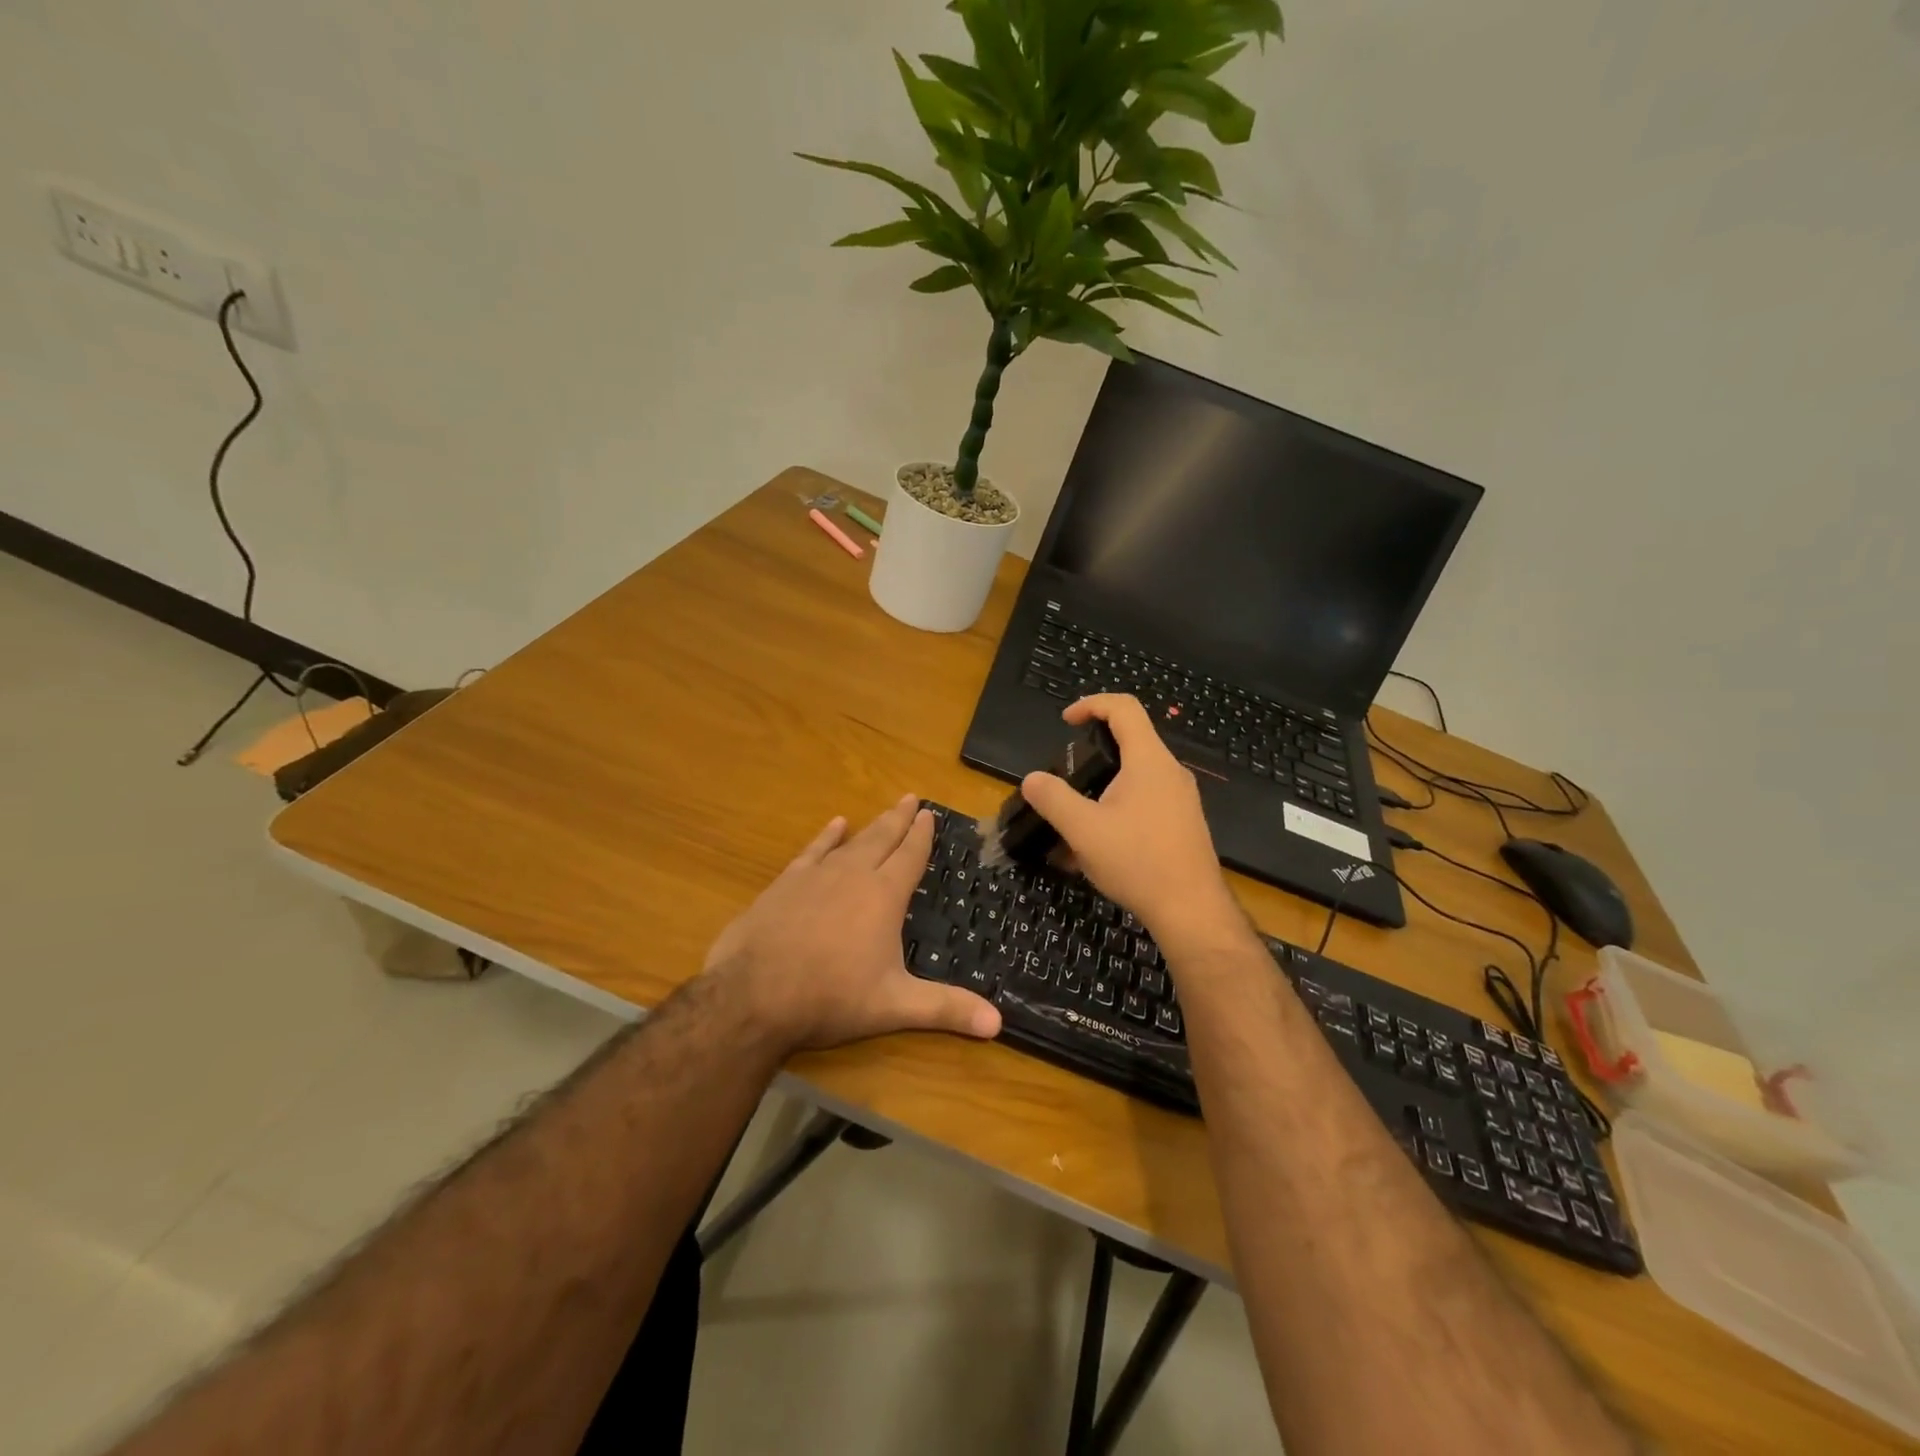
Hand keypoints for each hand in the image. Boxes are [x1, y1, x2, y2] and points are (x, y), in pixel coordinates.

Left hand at [702, 795, 1002, 1053]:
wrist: (754, 994)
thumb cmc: (831, 997)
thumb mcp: (894, 1006)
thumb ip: (945, 1009)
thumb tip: (998, 1023)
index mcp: (884, 896)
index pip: (910, 856)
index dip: (921, 835)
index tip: (929, 813)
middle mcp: (853, 875)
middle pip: (882, 839)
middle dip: (899, 819)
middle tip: (911, 798)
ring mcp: (816, 876)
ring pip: (851, 842)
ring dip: (870, 826)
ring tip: (884, 811)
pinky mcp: (785, 884)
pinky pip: (813, 850)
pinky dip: (826, 837)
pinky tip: (835, 825)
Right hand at [1020, 695, 1241, 945]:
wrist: (1192, 911)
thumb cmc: (1138, 862)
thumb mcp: (1083, 830)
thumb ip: (1053, 799)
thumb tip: (1032, 779)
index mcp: (1148, 761)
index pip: (1123, 708)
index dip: (1091, 704)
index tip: (1066, 721)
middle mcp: (1170, 771)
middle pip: (1132, 740)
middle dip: (1094, 750)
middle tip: (1067, 773)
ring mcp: (1181, 798)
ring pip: (1137, 775)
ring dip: (1104, 785)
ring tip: (1077, 816)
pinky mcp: (1183, 823)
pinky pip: (1147, 800)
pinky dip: (1119, 807)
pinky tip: (1099, 844)